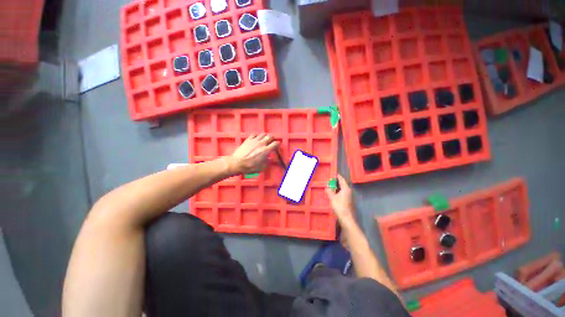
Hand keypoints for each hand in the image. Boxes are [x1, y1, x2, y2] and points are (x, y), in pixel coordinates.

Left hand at [230, 134, 278, 174]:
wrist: (237, 163)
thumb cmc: (250, 167)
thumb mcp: (262, 167)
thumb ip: (267, 162)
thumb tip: (269, 158)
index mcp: (266, 150)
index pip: (275, 144)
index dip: (277, 144)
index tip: (277, 144)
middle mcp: (261, 143)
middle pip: (270, 136)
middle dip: (272, 138)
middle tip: (272, 140)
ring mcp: (254, 140)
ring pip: (262, 134)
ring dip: (265, 136)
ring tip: (264, 138)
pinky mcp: (248, 140)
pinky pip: (254, 134)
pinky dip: (257, 136)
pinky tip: (256, 138)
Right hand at [325, 174, 355, 221]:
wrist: (346, 218)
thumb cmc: (340, 206)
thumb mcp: (332, 198)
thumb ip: (329, 191)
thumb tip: (327, 187)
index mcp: (346, 189)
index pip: (342, 180)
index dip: (338, 176)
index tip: (334, 174)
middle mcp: (349, 191)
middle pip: (343, 184)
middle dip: (337, 181)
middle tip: (330, 180)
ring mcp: (349, 196)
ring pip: (343, 189)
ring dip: (337, 187)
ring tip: (331, 186)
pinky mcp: (348, 200)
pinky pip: (343, 193)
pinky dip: (339, 191)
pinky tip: (334, 193)